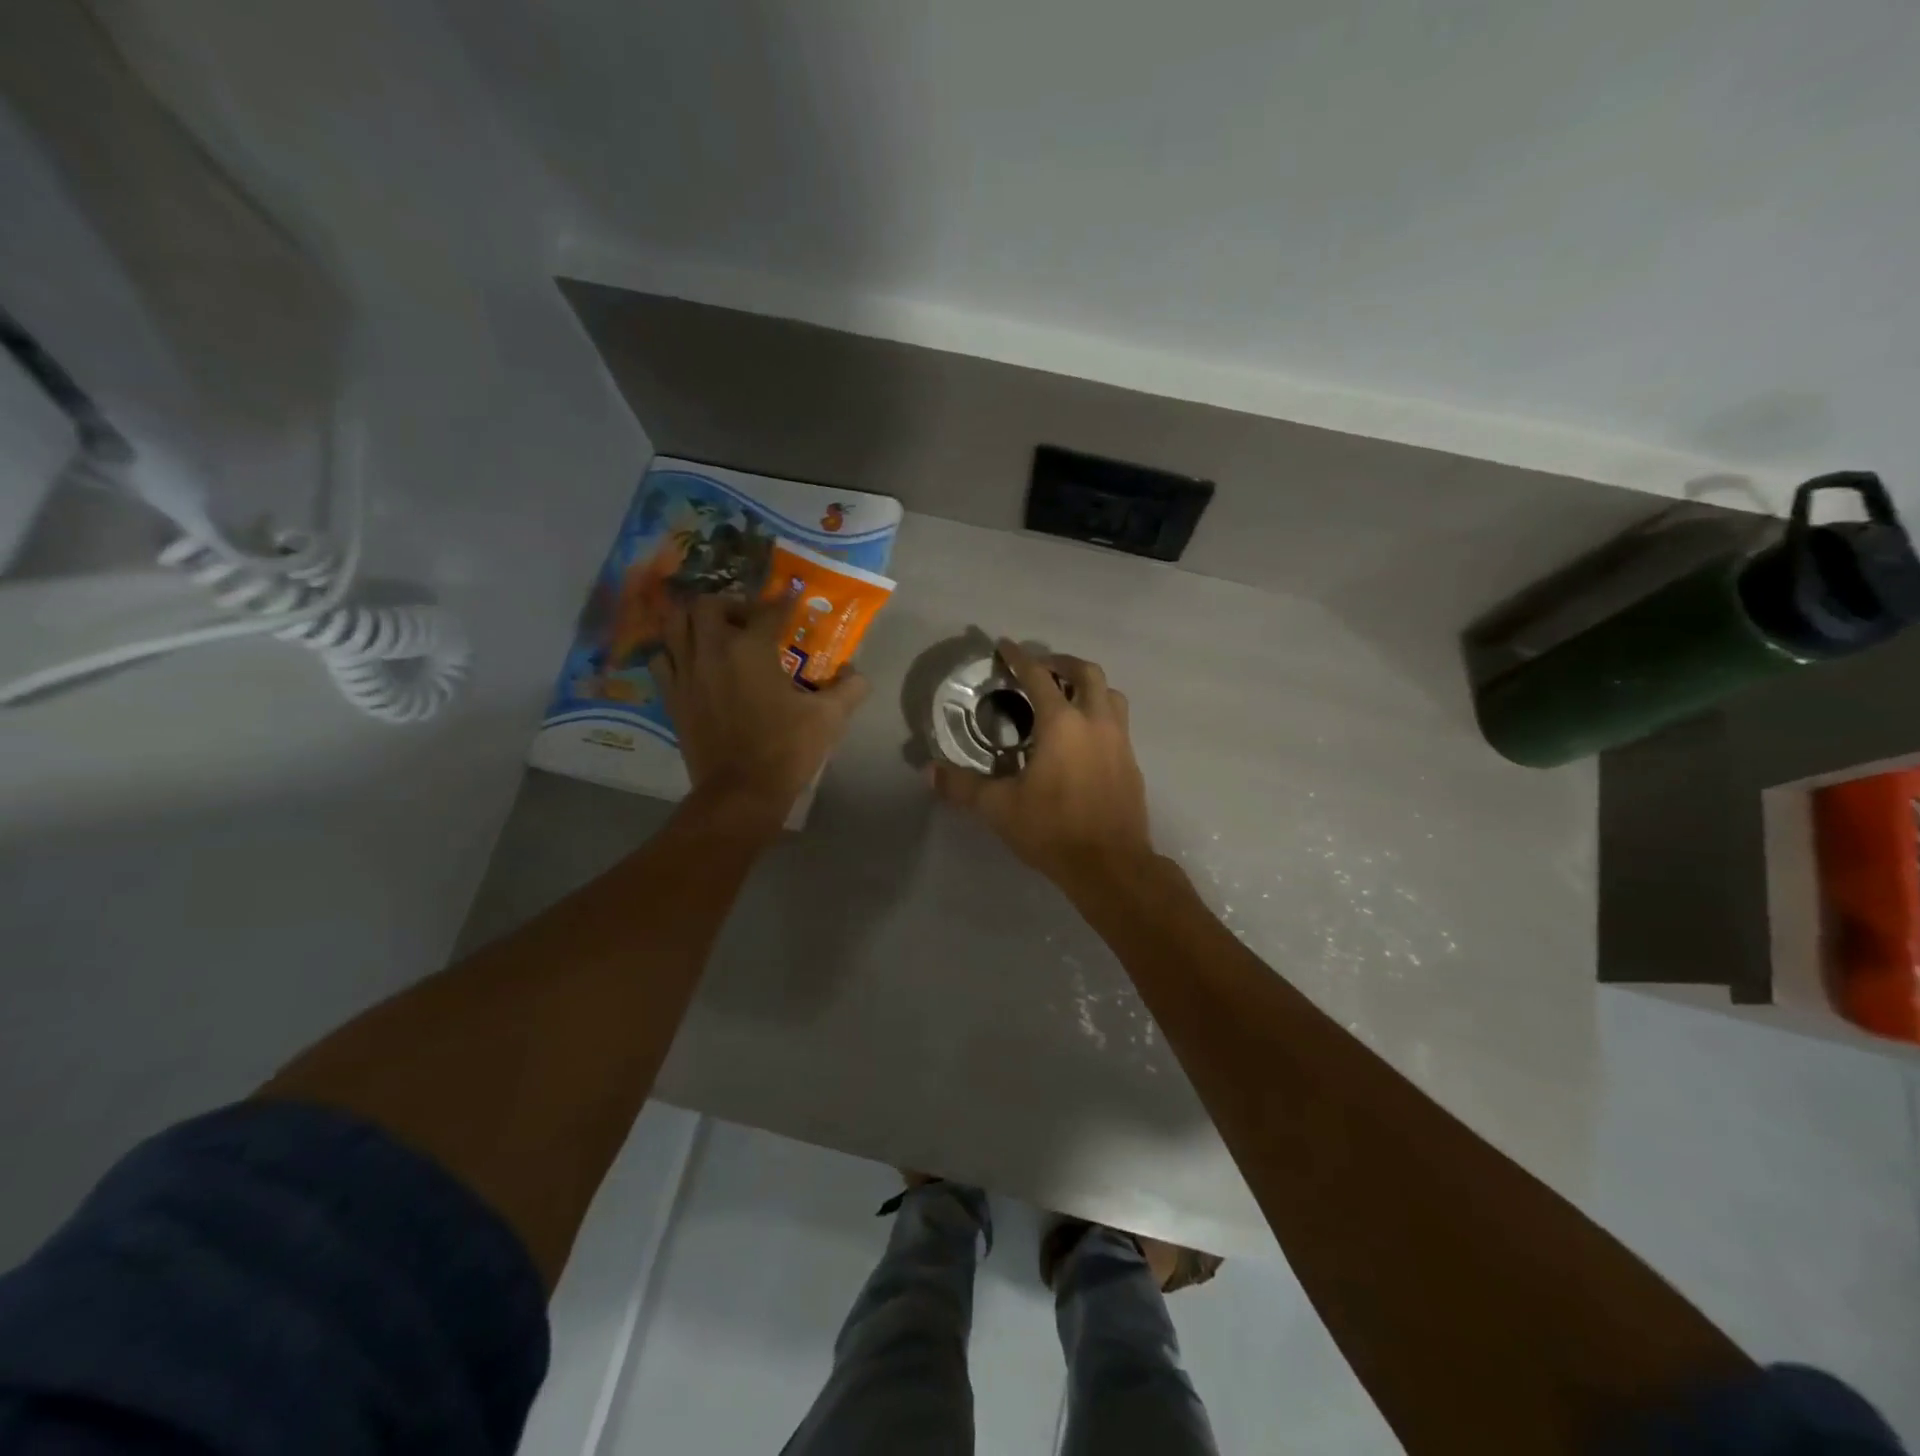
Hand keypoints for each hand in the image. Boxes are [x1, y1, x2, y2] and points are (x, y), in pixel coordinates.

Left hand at [653, 594, 870, 823]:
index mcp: (751, 649)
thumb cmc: (787, 750)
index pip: (767, 610)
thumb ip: (849, 688)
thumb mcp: (830, 718)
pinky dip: (674, 651)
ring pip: (676, 624)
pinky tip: (692, 662)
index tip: (791, 598)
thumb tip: (856, 673)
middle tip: (748, 620)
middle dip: (730, 604)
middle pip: (708, 605)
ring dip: (695, 620)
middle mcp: (712, 651)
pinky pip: (662, 659)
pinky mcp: (672, 697)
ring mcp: (686, 673)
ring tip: (715, 632)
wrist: (741, 792)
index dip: (782, 601)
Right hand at [928, 640, 1153, 889]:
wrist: (1110, 865)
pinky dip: (1099, 715)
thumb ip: (962, 786)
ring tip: (1067, 697)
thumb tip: (928, 772)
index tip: (1005, 645)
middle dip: (1062, 663)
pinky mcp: (1132, 764)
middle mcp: (1096, 722)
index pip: (1039, 676)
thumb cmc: (1052, 829)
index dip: (1019, 658)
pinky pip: (1118, 724)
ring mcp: (1120, 742)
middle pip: (1087, 673)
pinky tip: (1083, 739)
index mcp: (1062, 723)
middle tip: (1041, 667)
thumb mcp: (999, 808)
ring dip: (1088, 687)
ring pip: (1111, 695)